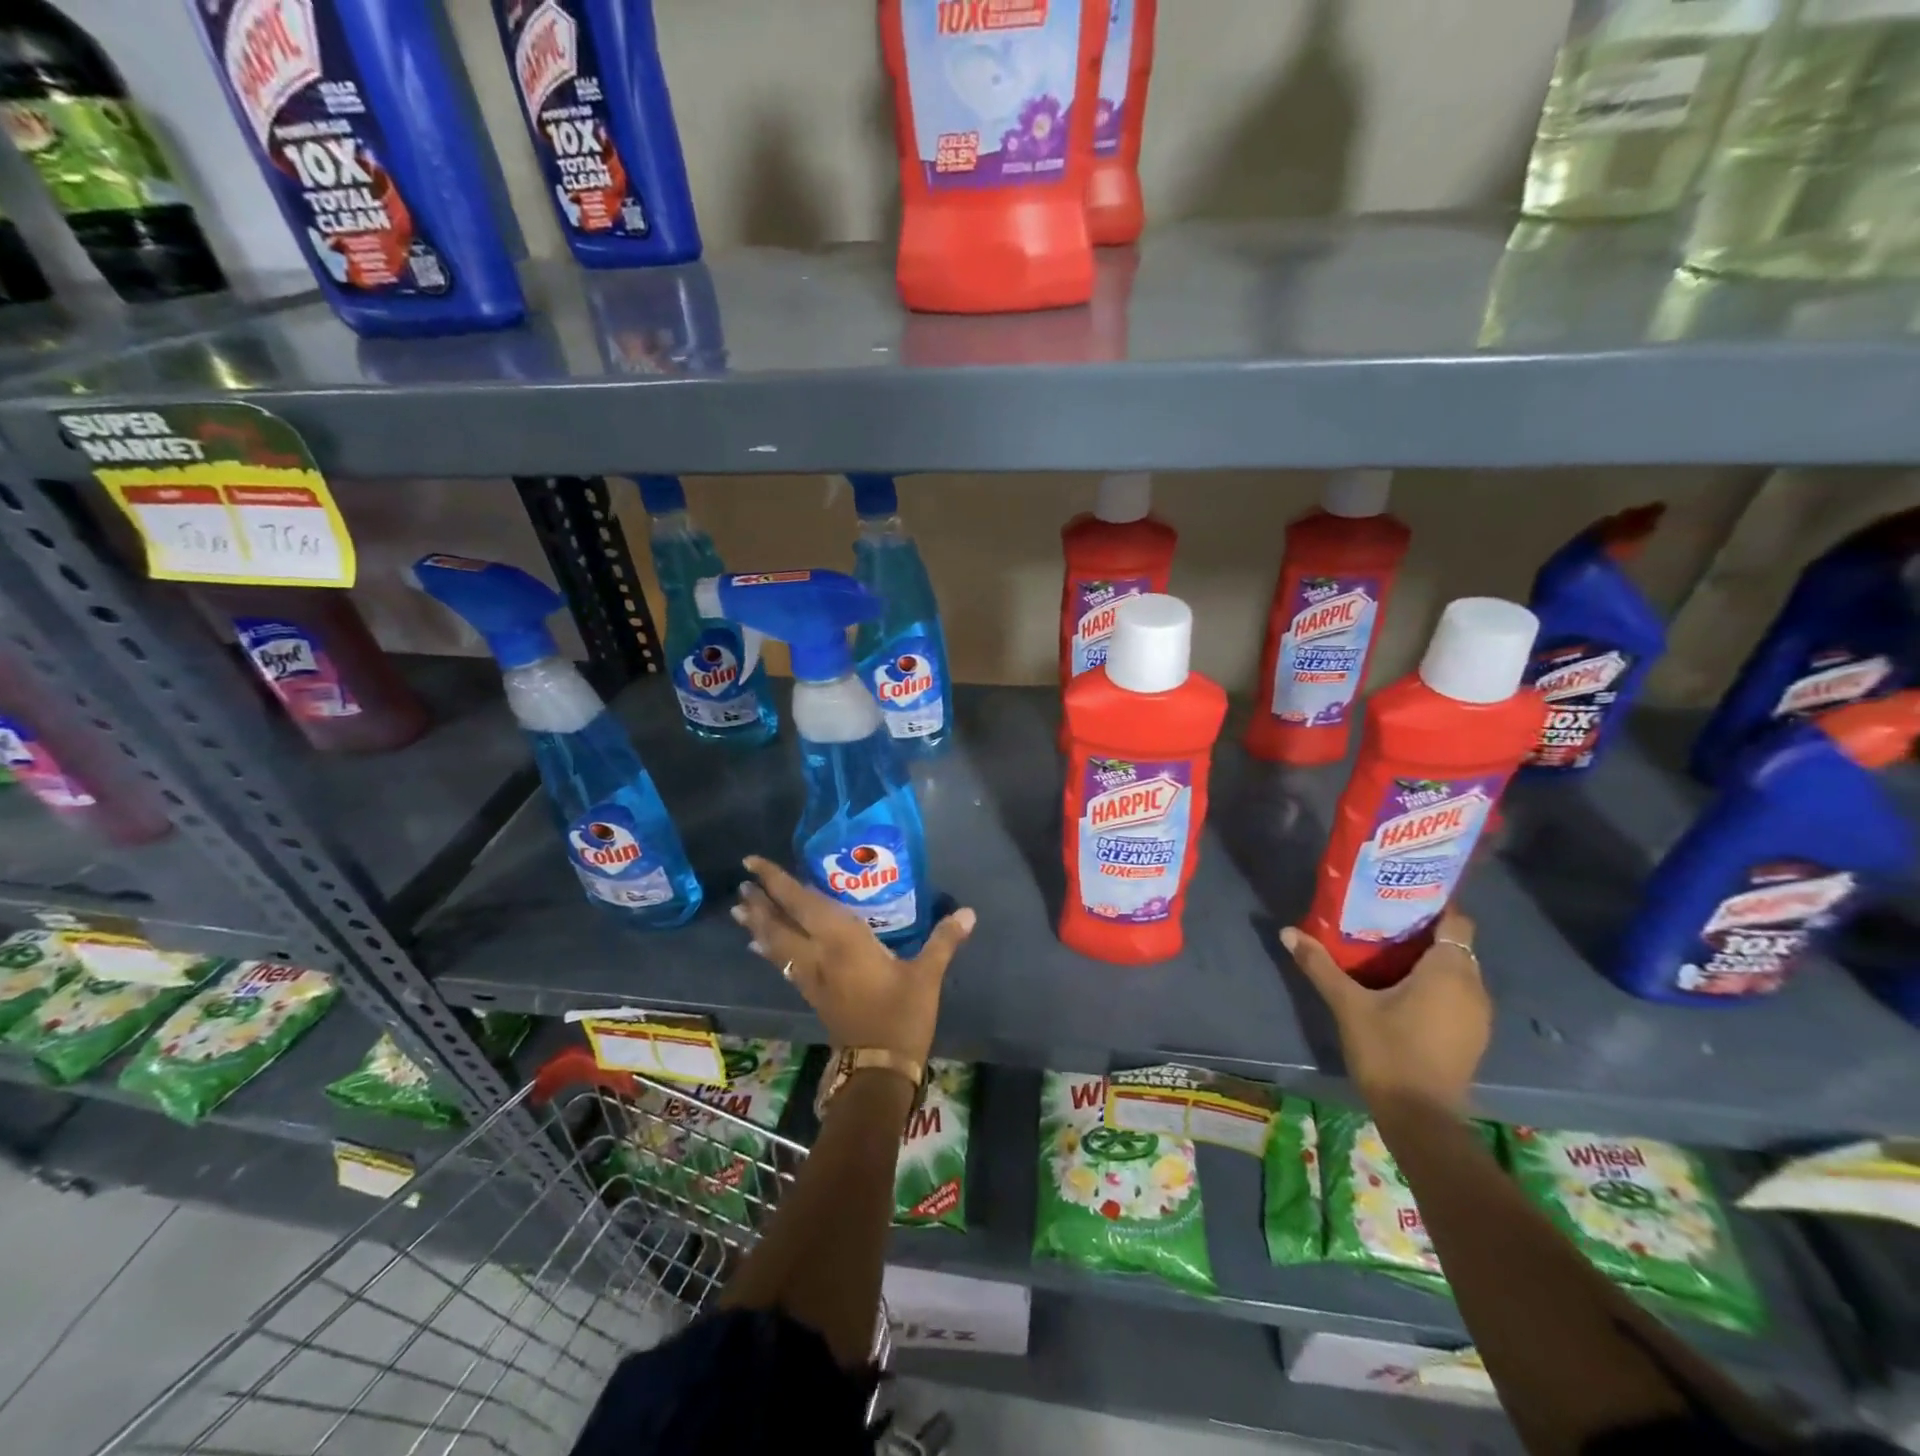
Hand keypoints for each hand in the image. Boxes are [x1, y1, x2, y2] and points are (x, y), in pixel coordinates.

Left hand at [732, 856, 974, 1065]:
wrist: (879, 1068)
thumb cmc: (902, 1015)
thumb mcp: (926, 976)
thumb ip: (944, 940)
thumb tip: (968, 912)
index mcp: (842, 940)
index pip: (802, 903)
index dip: (776, 882)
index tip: (752, 864)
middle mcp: (819, 954)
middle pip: (780, 924)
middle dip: (760, 903)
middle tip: (742, 884)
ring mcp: (812, 977)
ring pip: (776, 945)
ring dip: (758, 926)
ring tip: (739, 911)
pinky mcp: (813, 995)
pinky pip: (783, 964)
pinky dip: (770, 950)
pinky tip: (762, 948)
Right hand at [1282, 908, 1490, 1114]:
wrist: (1421, 1118)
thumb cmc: (1388, 1051)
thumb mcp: (1347, 1004)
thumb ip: (1320, 965)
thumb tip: (1288, 931)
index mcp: (1449, 971)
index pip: (1456, 921)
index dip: (1433, 905)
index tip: (1401, 898)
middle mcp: (1473, 987)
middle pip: (1454, 944)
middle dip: (1423, 932)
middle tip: (1382, 922)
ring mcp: (1477, 1014)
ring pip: (1456, 971)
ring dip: (1428, 961)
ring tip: (1387, 953)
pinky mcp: (1472, 1036)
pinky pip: (1457, 994)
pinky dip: (1435, 985)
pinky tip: (1401, 990)